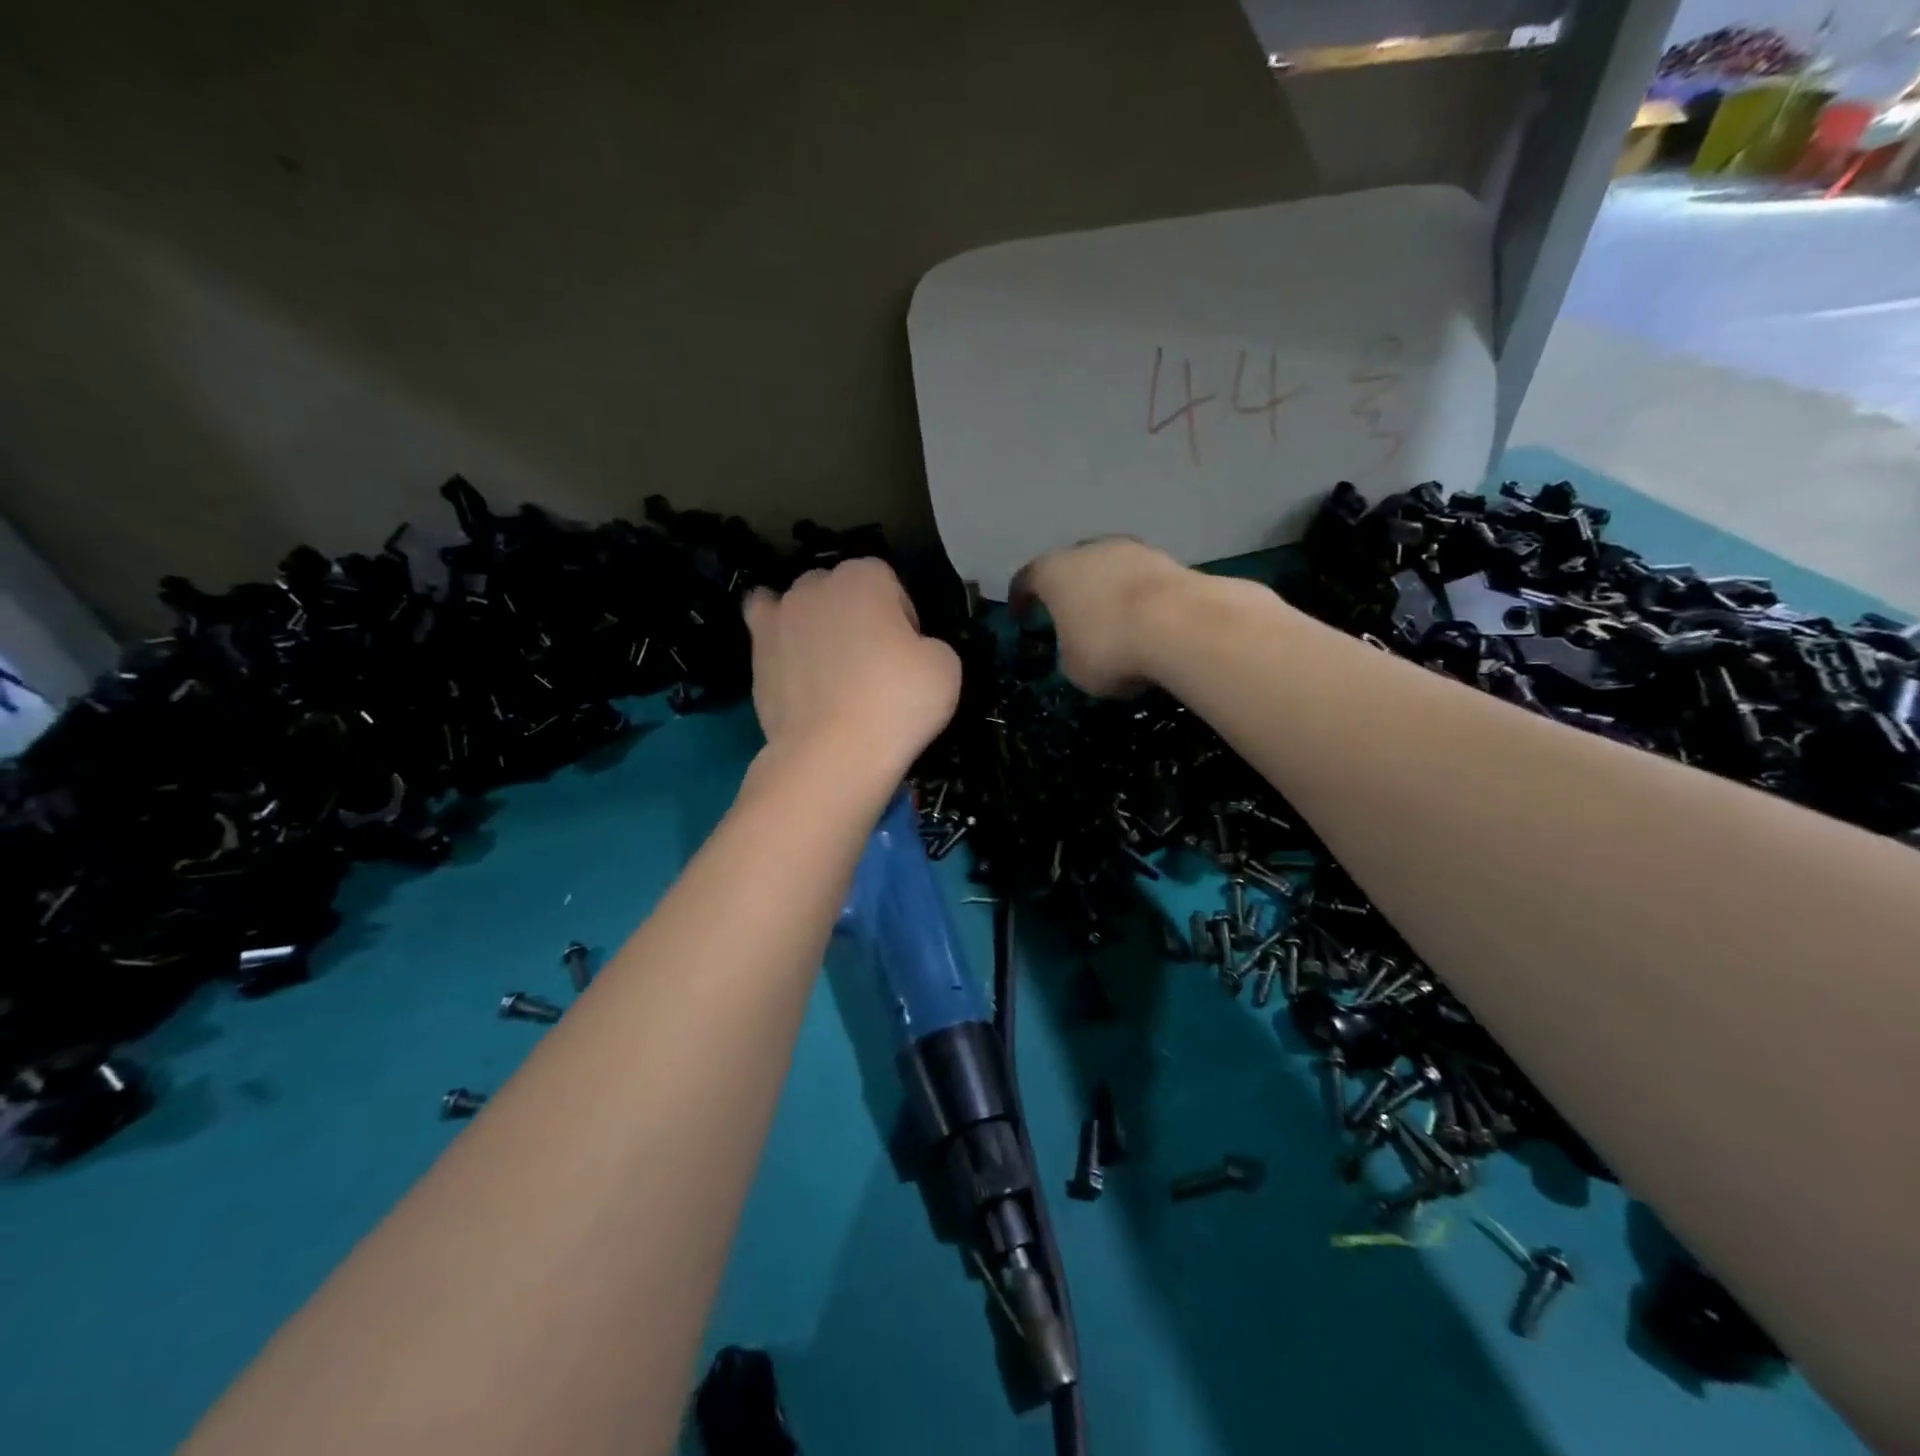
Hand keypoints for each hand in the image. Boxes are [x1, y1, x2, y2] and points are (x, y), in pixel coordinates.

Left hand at [743, 559, 960, 770]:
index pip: (890, 583)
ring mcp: (780, 616)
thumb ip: (929, 643)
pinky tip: (787, 652)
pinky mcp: (756, 651)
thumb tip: (910, 650)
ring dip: (818, 625)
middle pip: (843, 590)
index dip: (903, 618)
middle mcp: (816, 585)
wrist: (833, 753)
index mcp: (865, 577)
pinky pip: (764, 624)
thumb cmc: (896, 703)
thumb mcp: (946, 667)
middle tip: (874, 663)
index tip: (908, 654)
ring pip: (803, 606)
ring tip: (830, 667)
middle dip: (858, 616)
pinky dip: (777, 633)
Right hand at [1011, 538, 1193, 695]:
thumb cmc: (1109, 646)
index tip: (1020, 615)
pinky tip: (1148, 624)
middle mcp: (1090, 550)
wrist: (1182, 625)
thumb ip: (1069, 651)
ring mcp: (1133, 550)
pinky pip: (1143, 581)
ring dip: (1109, 591)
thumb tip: (1081, 648)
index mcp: (1054, 572)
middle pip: (1072, 566)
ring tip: (1115, 621)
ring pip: (1112, 569)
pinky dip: (1141, 599)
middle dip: (1070, 590)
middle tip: (1070, 615)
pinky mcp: (1171, 560)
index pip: (1026, 579)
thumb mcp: (1073, 667)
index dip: (1020, 598)